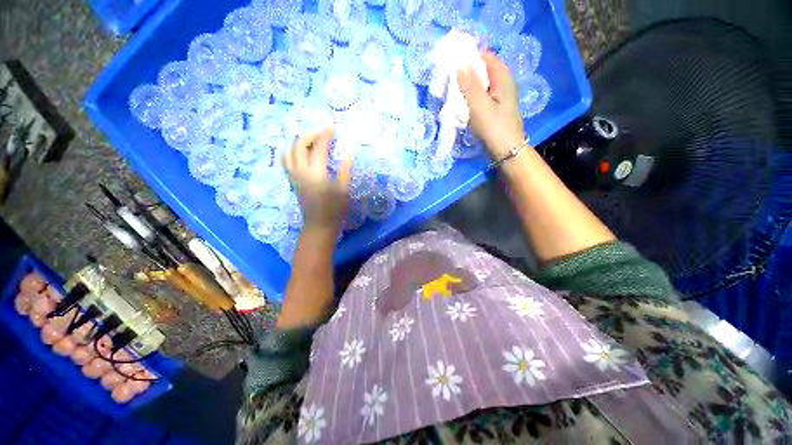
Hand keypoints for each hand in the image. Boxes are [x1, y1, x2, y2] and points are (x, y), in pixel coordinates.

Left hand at [283, 127, 351, 233]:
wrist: (319, 224)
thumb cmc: (335, 209)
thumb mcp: (344, 190)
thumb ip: (345, 170)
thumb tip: (349, 153)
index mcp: (316, 173)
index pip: (318, 147)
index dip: (325, 135)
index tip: (332, 127)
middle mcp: (301, 171)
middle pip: (300, 144)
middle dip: (311, 134)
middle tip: (323, 132)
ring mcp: (294, 175)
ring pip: (290, 150)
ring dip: (300, 141)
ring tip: (312, 140)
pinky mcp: (292, 180)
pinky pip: (286, 159)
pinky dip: (292, 150)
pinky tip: (300, 151)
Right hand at [457, 51, 525, 158]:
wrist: (506, 150)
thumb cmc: (493, 128)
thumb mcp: (479, 106)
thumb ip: (469, 85)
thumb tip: (460, 63)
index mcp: (503, 77)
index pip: (486, 56)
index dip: (470, 56)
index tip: (453, 63)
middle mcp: (504, 82)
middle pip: (484, 69)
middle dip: (467, 72)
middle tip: (450, 79)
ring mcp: (501, 95)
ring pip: (482, 83)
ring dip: (468, 85)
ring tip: (454, 91)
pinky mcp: (496, 107)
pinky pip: (482, 95)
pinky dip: (472, 96)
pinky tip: (464, 104)